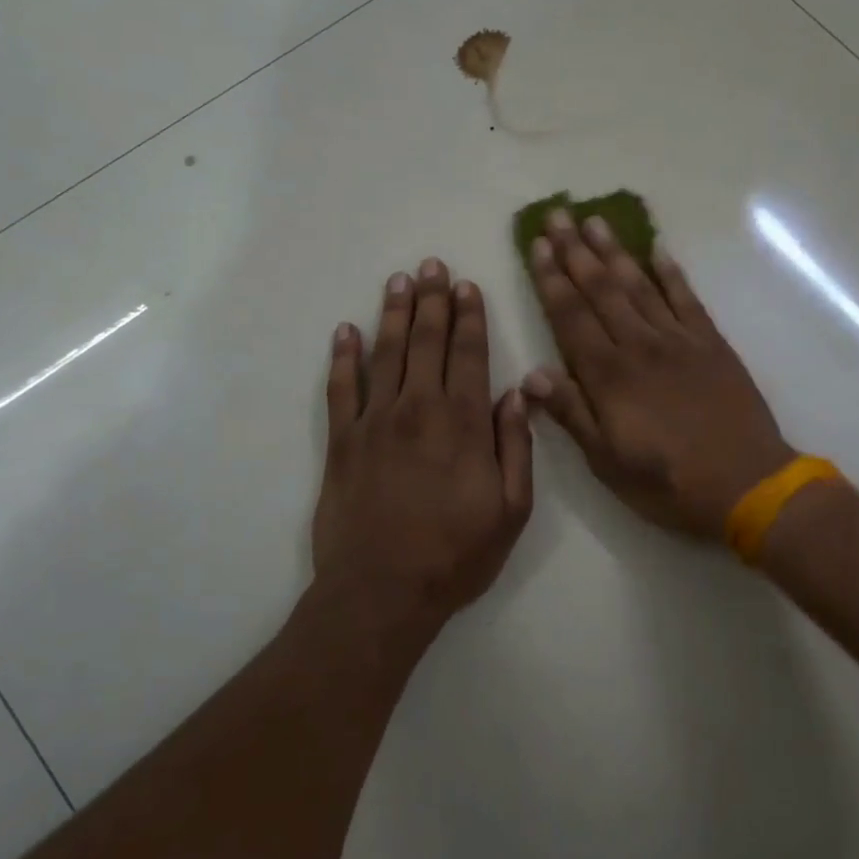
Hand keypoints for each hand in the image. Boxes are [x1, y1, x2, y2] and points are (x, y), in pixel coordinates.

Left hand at [314, 259, 533, 628]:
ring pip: (385, 353)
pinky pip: (340, 389)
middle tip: (432, 265)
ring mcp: (375, 422)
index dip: (469, 317)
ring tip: (399, 281)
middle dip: (432, 300)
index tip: (467, 285)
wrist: (382, 593)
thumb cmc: (456, 555)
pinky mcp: (341, 442)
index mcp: (464, 423)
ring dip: (393, 313)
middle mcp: (419, 409)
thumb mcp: (512, 510)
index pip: (469, 354)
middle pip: (426, 341)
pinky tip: (345, 331)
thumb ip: (516, 446)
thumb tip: (518, 393)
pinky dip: (342, 357)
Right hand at [523, 210, 794, 540]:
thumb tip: (531, 375)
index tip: (536, 245)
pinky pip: (687, 298)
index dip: (551, 279)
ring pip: (639, 284)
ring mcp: (679, 339)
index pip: (570, 316)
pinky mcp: (711, 343)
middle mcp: (640, 345)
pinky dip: (671, 271)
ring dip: (614, 251)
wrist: (747, 484)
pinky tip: (657, 249)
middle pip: (601, 288)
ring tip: (594, 220)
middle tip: (557, 215)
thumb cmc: (669, 482)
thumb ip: (571, 414)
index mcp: (609, 376)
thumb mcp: (608, 462)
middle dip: (575, 250)